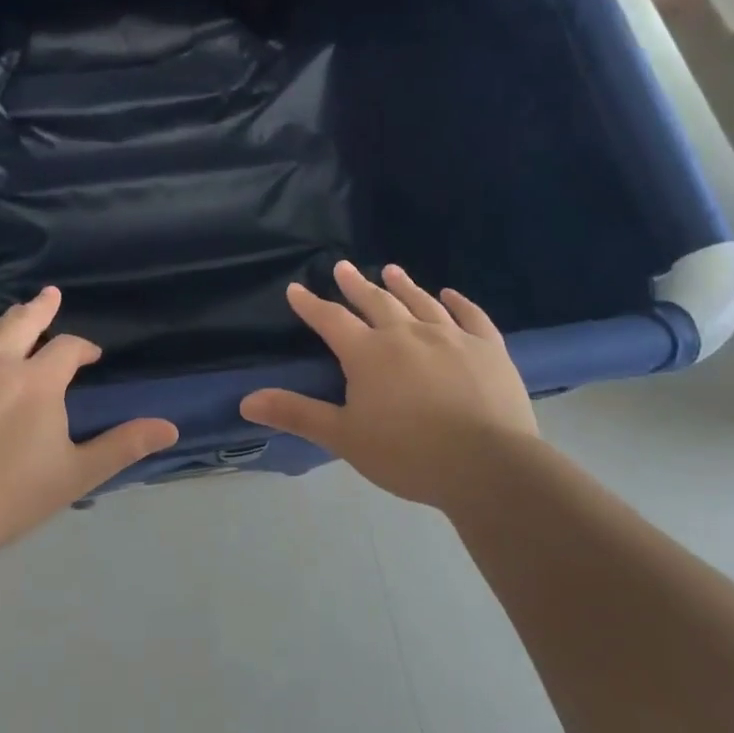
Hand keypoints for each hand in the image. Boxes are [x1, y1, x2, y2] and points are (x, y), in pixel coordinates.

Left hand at [0, 287, 178, 552]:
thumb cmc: (8, 497)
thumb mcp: (76, 474)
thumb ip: (123, 445)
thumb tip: (171, 426)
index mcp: (37, 382)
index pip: (67, 349)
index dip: (83, 348)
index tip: (90, 356)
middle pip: (22, 323)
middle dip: (40, 309)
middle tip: (50, 296)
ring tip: (9, 316)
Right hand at [239, 262, 536, 508]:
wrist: (488, 466)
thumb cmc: (408, 454)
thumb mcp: (344, 437)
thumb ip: (297, 414)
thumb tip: (246, 400)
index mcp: (369, 353)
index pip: (331, 320)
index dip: (311, 305)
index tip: (296, 289)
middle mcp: (407, 334)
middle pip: (376, 301)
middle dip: (356, 284)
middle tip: (342, 266)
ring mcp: (451, 337)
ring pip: (421, 302)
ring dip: (403, 285)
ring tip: (391, 270)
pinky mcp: (487, 347)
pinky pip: (471, 316)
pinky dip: (458, 302)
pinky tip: (450, 294)